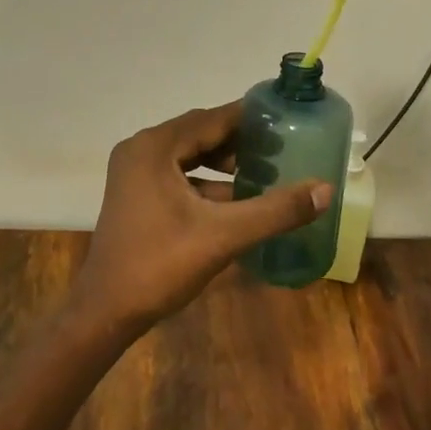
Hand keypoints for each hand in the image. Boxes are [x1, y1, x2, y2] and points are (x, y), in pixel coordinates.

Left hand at [72, 103, 334, 330]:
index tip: (283, 119)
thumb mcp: (223, 236)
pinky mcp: (134, 194)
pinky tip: (235, 199)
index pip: (210, 119)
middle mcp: (140, 149)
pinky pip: (176, 174)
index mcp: (154, 147)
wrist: (106, 311)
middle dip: (238, 140)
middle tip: (279, 147)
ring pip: (187, 154)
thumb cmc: (160, 265)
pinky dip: (205, 182)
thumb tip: (324, 189)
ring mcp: (134, 172)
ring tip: (262, 170)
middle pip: (198, 133)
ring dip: (222, 162)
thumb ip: (274, 210)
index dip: (248, 118)